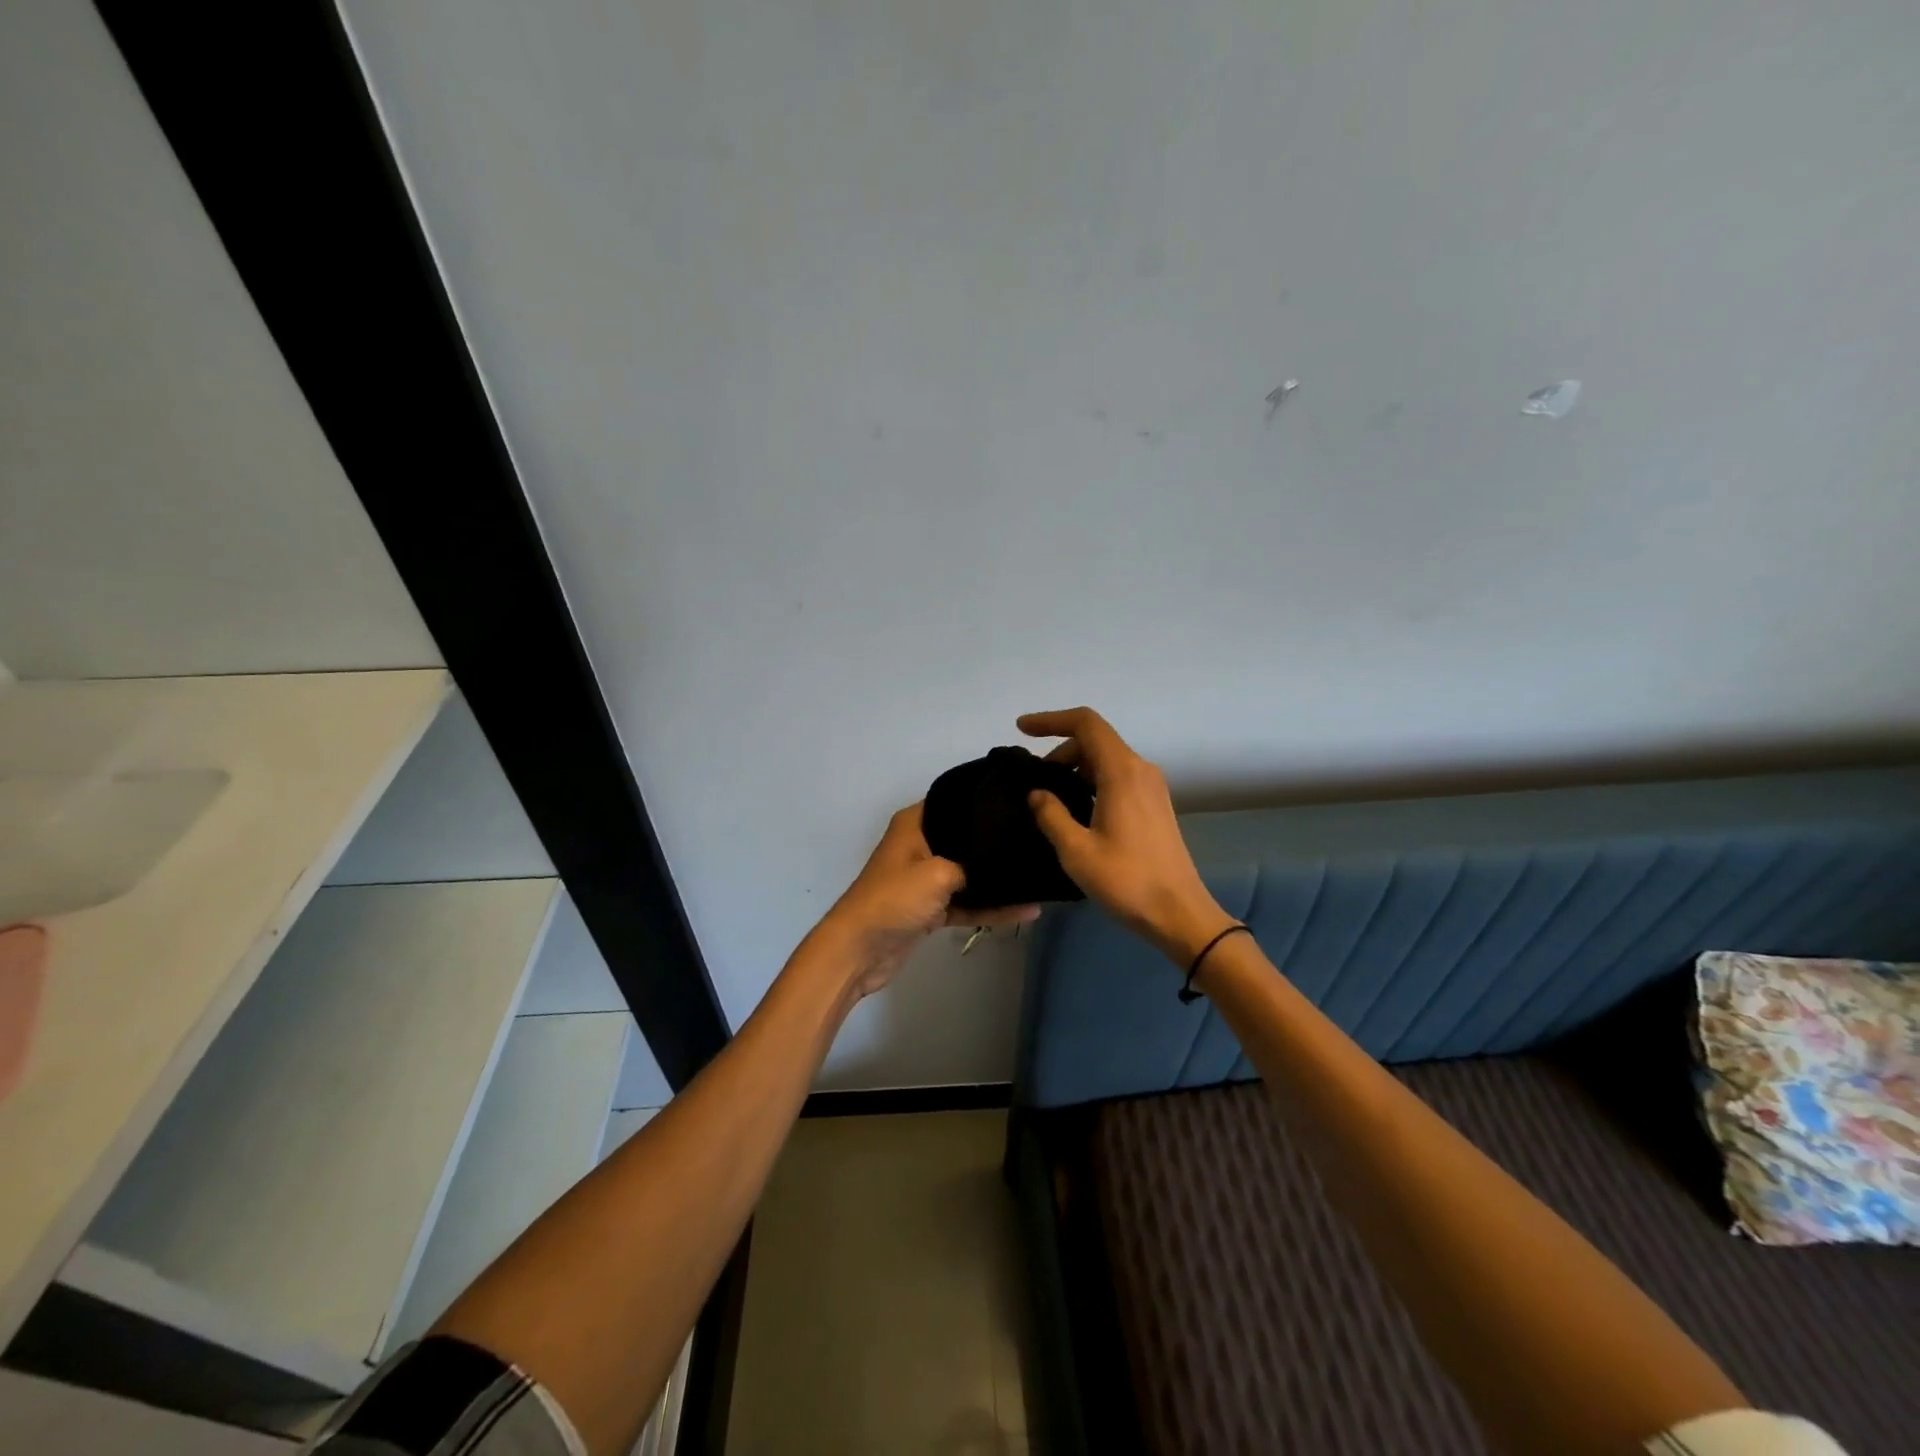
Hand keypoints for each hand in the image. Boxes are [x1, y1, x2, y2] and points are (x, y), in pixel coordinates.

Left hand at [818, 803, 1037, 999]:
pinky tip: (1026, 910)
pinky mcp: (931, 909)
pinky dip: (991, 908)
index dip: (983, 800)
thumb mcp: (938, 873)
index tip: (1020, 799)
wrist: (860, 950)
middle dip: (996, 841)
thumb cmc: (895, 899)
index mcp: (915, 824)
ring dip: (998, 880)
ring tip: (1038, 874)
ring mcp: (926, 879)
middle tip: (1038, 835)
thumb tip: (1002, 861)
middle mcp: (921, 845)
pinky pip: (968, 903)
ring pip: (969, 874)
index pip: (954, 801)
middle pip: (965, 838)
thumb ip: (972, 864)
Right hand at [1018, 708, 1236, 965]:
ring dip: (1075, 768)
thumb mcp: (1077, 851)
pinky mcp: (1154, 804)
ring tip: (1050, 798)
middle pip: (1095, 740)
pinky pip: (1117, 777)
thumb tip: (1037, 793)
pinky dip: (1091, 781)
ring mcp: (1151, 787)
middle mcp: (1140, 770)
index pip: (1085, 724)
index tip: (1021, 730)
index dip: (1050, 720)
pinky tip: (1076, 811)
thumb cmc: (1127, 881)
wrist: (1179, 913)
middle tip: (1034, 782)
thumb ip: (1051, 815)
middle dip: (1059, 751)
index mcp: (1121, 772)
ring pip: (1106, 759)